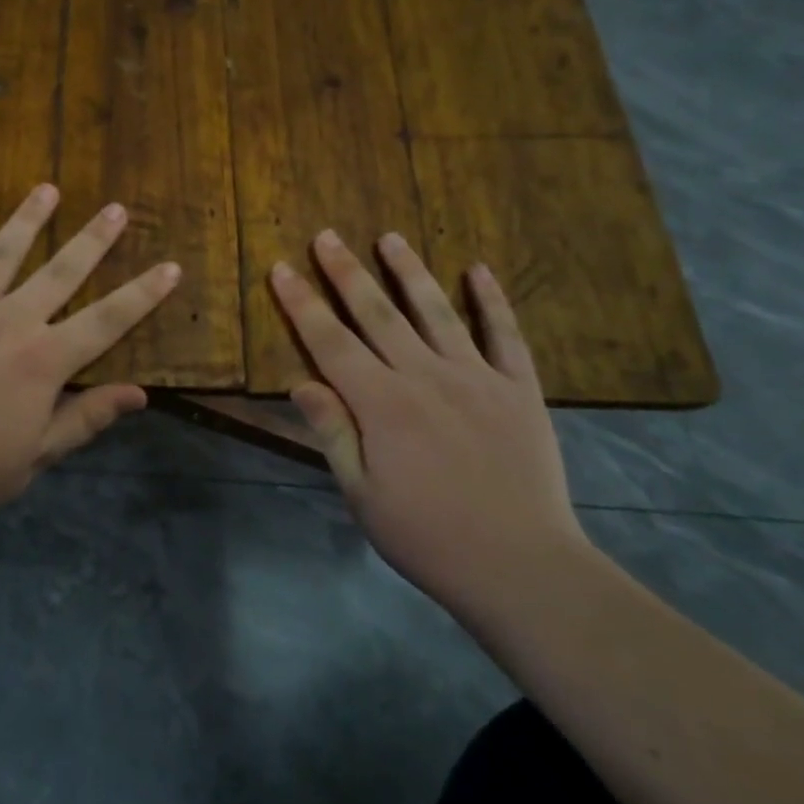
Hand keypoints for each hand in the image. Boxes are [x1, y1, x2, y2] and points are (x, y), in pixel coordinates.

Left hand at [0, 184, 180, 535]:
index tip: (171, 266)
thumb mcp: (34, 456)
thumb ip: (85, 418)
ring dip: (29, 218)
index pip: (108, 320)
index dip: (144, 294)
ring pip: (4, 252)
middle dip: (94, 239)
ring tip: (48, 188)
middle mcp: (11, 320)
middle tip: (116, 209)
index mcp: (44, 361)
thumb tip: (140, 394)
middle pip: (62, 271)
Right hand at [270, 230, 586, 617]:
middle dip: (346, 272)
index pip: (330, 341)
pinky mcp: (518, 388)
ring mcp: (476, 377)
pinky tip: (478, 270)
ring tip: (390, 237)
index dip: (302, 303)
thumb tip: (302, 382)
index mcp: (382, 404)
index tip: (282, 268)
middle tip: (327, 236)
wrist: (522, 567)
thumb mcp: (363, 496)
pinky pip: (504, 334)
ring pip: (436, 311)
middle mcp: (425, 376)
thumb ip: (334, 433)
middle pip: (377, 313)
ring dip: (409, 271)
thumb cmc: (428, 537)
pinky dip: (491, 300)